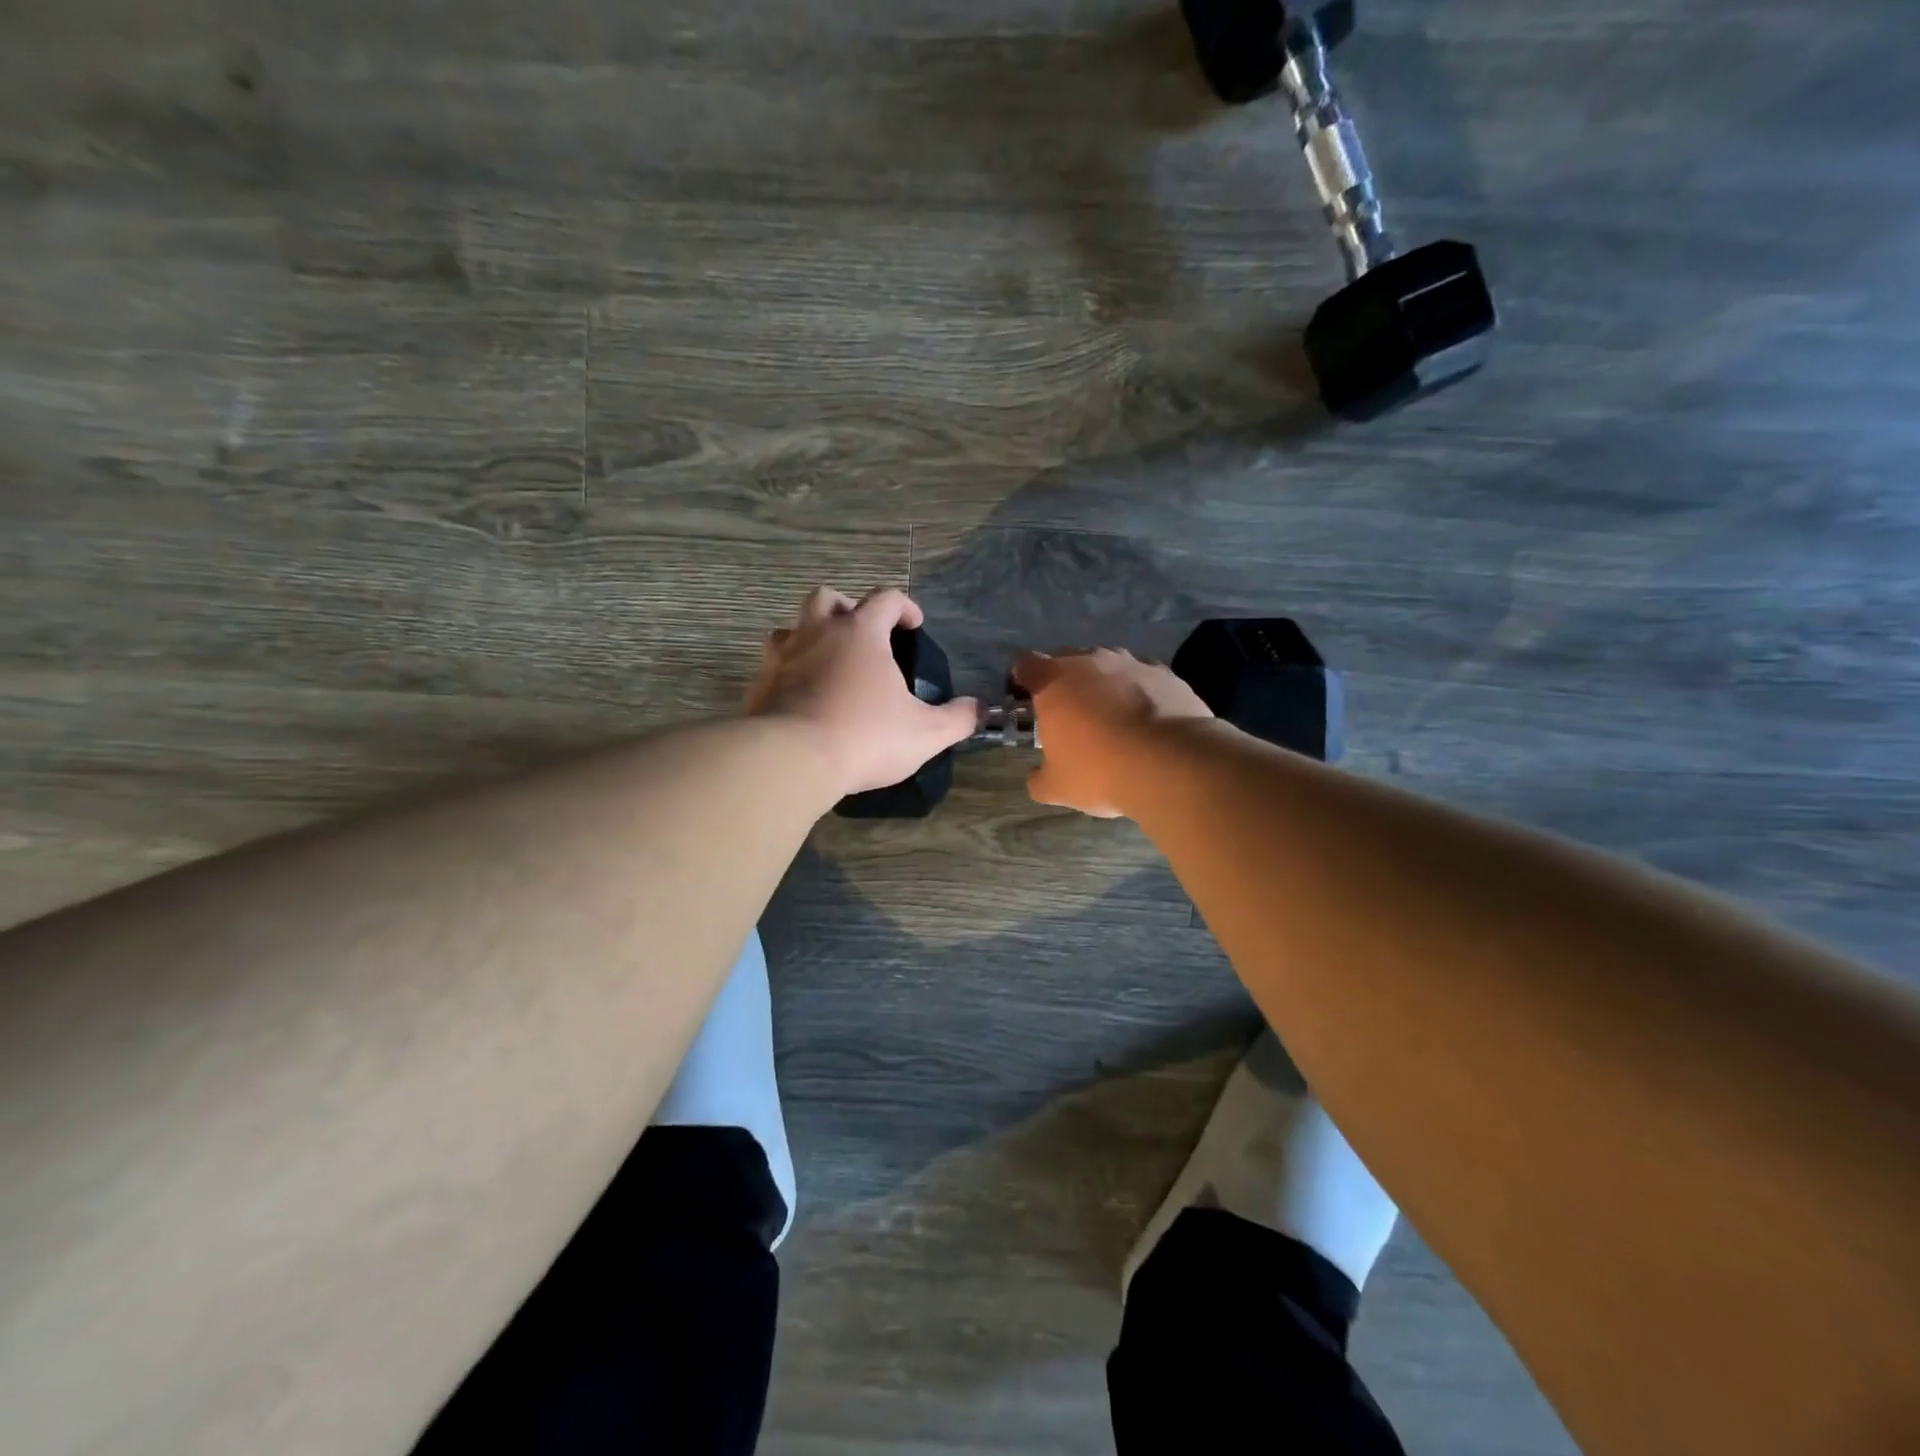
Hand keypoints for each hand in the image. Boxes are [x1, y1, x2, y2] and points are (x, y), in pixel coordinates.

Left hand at [745, 587, 979, 797]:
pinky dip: (788, 674)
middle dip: (847, 608)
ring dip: (810, 637)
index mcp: (860, 633)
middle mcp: (817, 633)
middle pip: (827, 598)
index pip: (886, 598)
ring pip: (792, 629)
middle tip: (862, 635)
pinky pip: (773, 667)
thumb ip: (957, 719)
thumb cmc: (865, 737)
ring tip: (827, 665)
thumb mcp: (925, 733)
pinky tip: (801, 699)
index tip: (915, 625)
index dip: (904, 606)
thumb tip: (979, 709)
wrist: (791, 760)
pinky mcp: (758, 685)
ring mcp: (782, 657)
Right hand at [1011, 648, 1213, 817]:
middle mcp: (1090, 661)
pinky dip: (1139, 692)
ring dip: (1103, 685)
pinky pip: (1142, 677)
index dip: (1022, 680)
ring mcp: (1131, 662)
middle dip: (1064, 682)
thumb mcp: (1058, 787)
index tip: (1026, 700)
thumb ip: (1039, 778)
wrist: (1173, 763)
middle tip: (1068, 714)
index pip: (1025, 664)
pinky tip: (1145, 720)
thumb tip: (1036, 777)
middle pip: (1066, 660)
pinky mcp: (1165, 673)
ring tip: (1111, 717)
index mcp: (1054, 681)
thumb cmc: (1101, 770)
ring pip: (1107, 666)